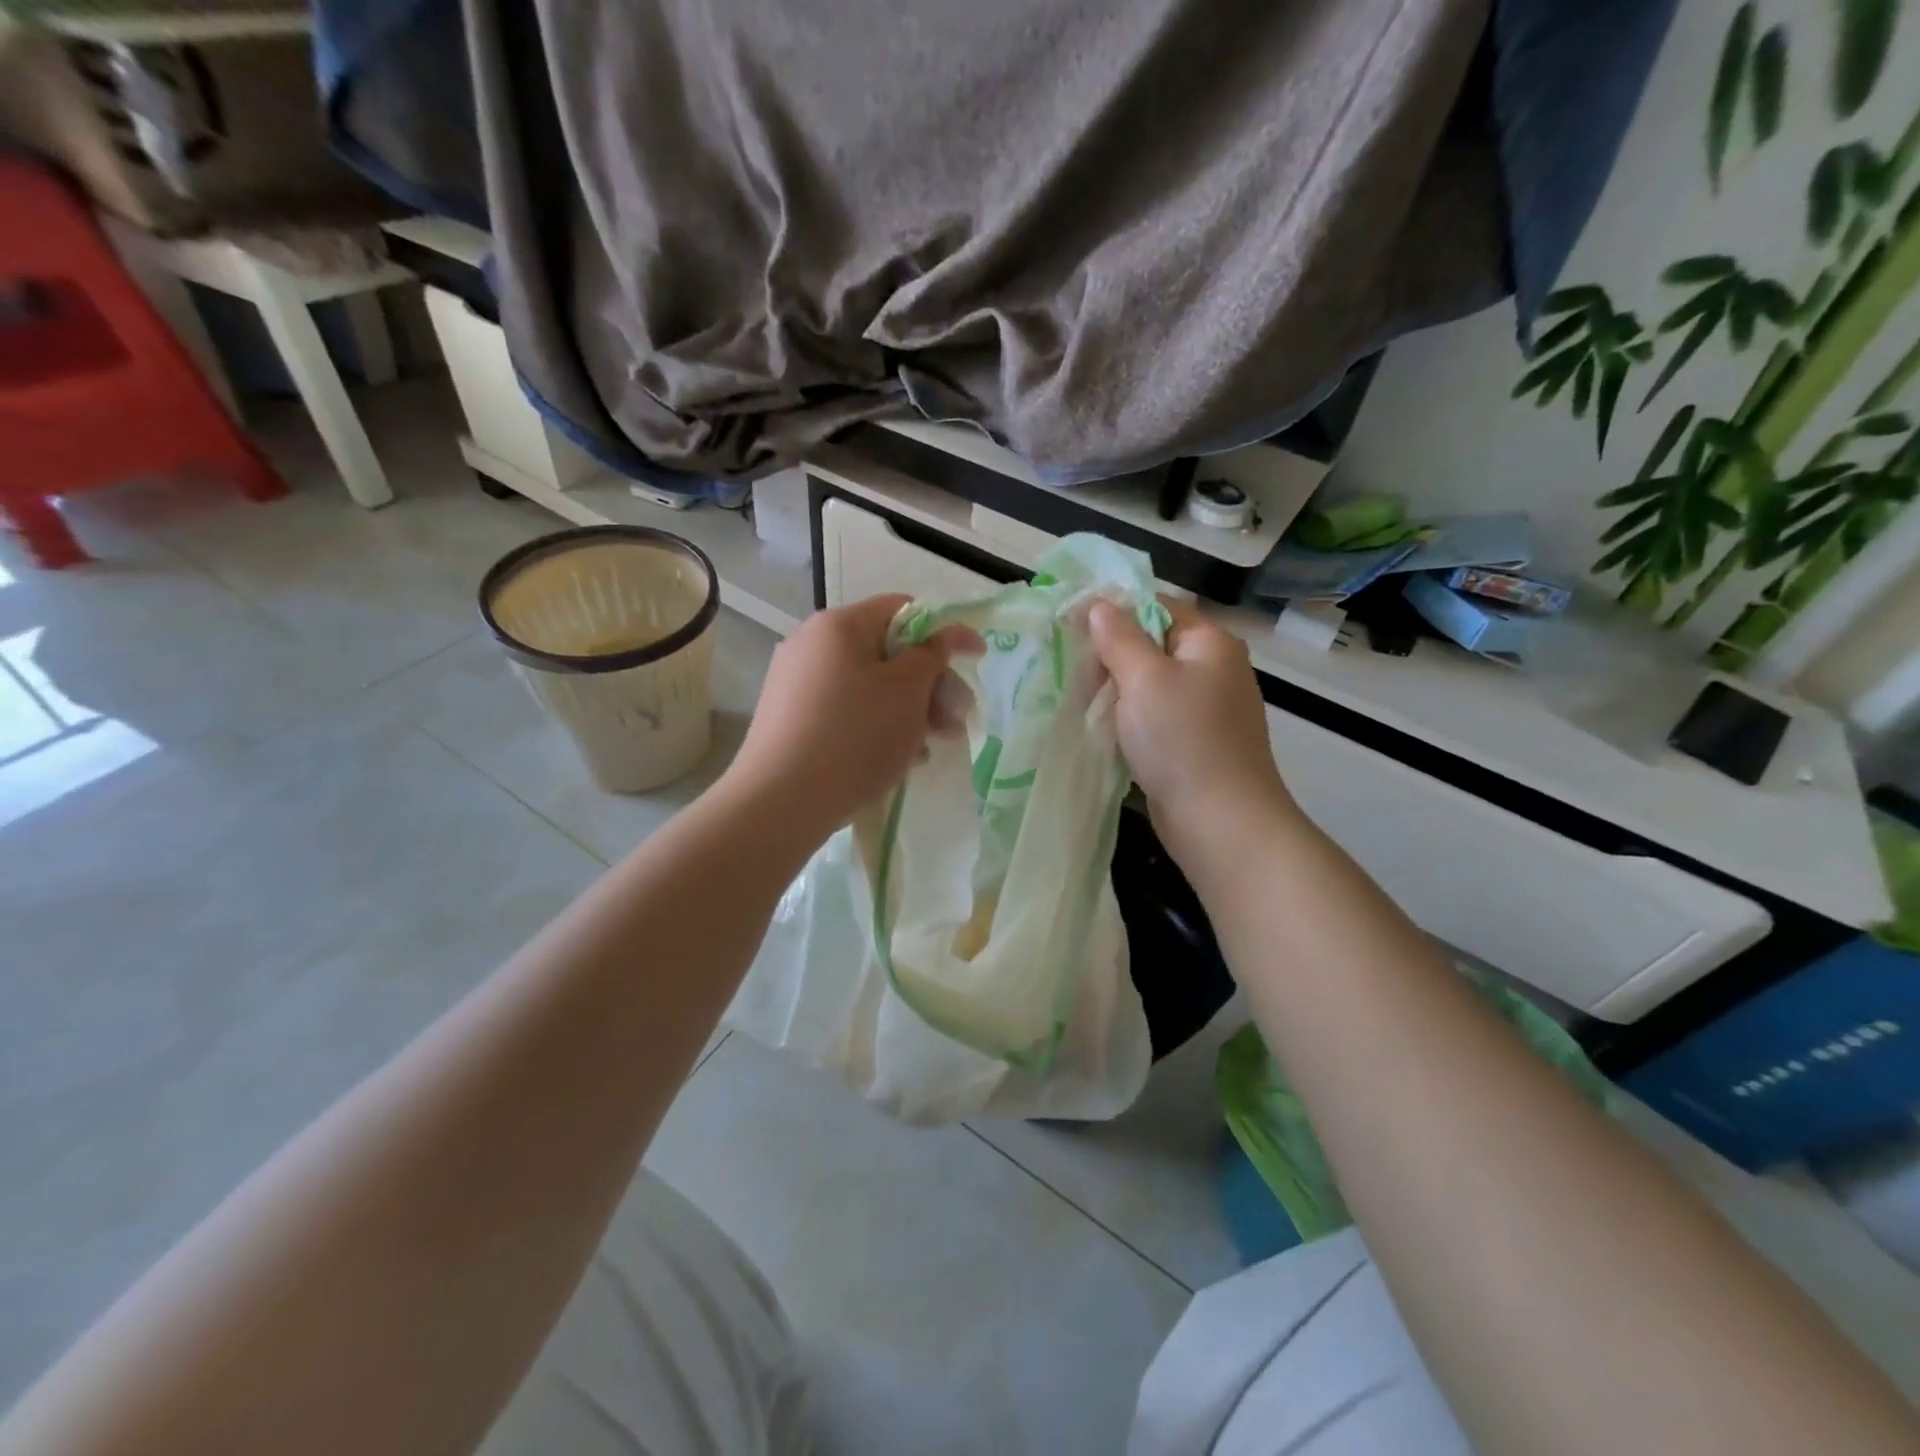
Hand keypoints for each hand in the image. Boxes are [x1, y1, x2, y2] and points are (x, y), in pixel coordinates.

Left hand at [723, 594, 978, 842]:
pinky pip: (847, 713)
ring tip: (931, 748)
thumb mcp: (907, 691)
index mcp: (839, 625)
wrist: (781, 802)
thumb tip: (946, 634)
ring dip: (909, 712)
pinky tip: (899, 760)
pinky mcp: (792, 722)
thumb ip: (933, 655)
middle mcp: (812, 646)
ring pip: (870, 688)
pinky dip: (878, 729)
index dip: (945, 632)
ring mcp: (797, 685)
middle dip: (930, 685)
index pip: (903, 609)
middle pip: (888, 653)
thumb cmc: (855, 736)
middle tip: (957, 720)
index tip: (976, 659)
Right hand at [1090, 597, 1299, 870]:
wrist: (1221, 822)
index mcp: (1209, 642)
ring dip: (1115, 690)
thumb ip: (1119, 638)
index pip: (1157, 606)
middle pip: (1152, 644)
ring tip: (1078, 700)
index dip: (1114, 609)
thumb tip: (1100, 605)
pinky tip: (1102, 729)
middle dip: (1110, 655)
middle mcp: (1213, 669)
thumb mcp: (1144, 679)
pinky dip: (1128, 718)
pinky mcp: (1194, 742)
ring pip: (1150, 684)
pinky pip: (1155, 717)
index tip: (1070, 623)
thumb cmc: (1182, 740)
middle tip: (1071, 671)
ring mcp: (1206, 709)